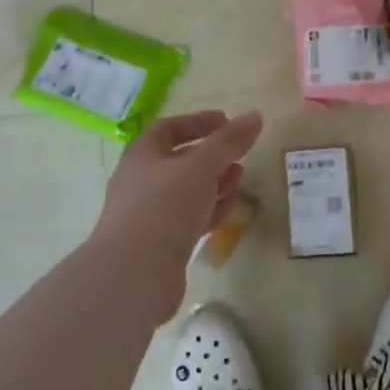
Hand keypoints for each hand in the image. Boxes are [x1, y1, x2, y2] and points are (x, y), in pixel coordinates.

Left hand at [90, 110, 263, 317]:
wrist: (134, 274)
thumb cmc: (164, 207)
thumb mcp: (202, 166)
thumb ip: (229, 141)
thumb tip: (255, 116)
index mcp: (142, 155)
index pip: (169, 128)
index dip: (198, 122)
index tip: (227, 121)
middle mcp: (141, 181)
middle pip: (180, 160)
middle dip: (212, 155)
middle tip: (239, 154)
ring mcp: (149, 214)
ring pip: (187, 191)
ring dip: (214, 183)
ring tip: (239, 179)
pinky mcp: (161, 243)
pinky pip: (188, 219)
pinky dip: (209, 210)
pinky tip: (227, 212)